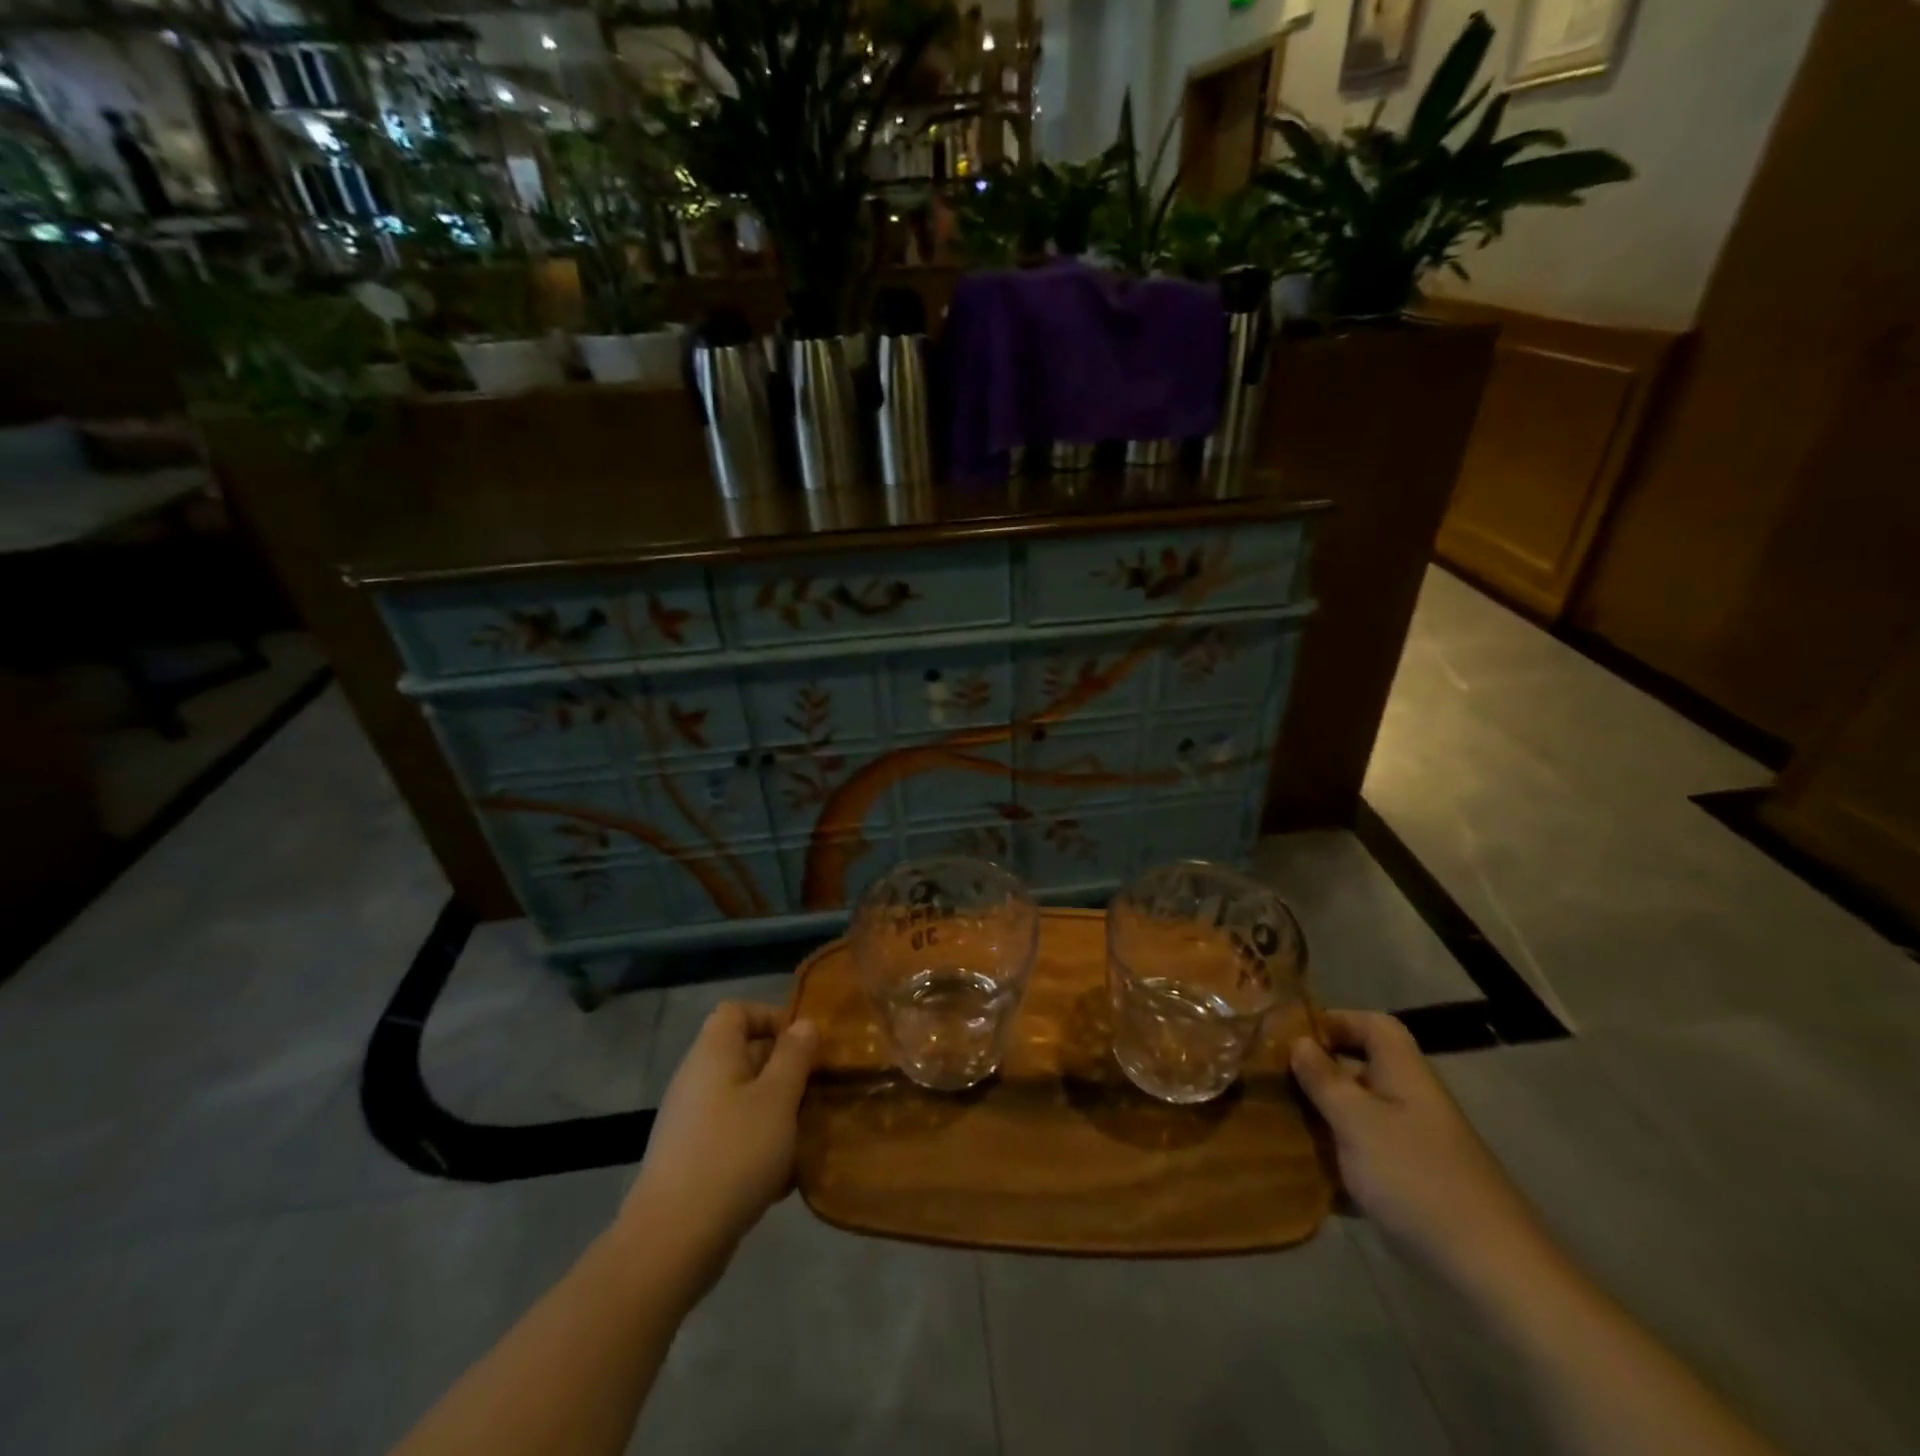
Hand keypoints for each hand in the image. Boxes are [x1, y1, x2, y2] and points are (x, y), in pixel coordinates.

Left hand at [616, 1002, 816, 1302]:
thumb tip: (803, 1024)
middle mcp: (697, 1079)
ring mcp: (690, 1122)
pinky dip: (759, 1147)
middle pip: (744, 1055)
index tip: (804, 1044)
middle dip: (784, 1070)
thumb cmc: (733, 1153)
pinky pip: (733, 1137)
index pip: (737, 1010)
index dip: (771, 1017)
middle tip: (818, 1091)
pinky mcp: (691, 1161)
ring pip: (743, 1100)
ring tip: (808, 1135)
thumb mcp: (777, 1098)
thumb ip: (794, 1056)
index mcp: (713, 1053)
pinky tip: (784, 1178)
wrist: (672, 1241)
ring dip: (777, 1112)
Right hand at [1292, 1010, 1548, 1290]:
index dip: (1334, 1021)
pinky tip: (1305, 1174)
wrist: (1493, 1274)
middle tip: (1271, 1081)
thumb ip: (1324, 1079)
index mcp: (1404, 1074)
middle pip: (1360, 1069)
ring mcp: (1413, 1146)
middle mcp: (1410, 1102)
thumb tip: (1299, 1041)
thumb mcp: (1358, 1122)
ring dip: (1322, 1117)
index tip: (1291, 1037)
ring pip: (1357, 1114)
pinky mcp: (1411, 1185)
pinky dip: (1337, 1159)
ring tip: (1277, 1124)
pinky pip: (1364, 1156)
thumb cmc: (1418, 1180)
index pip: (1373, 1025)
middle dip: (1317, 1072)